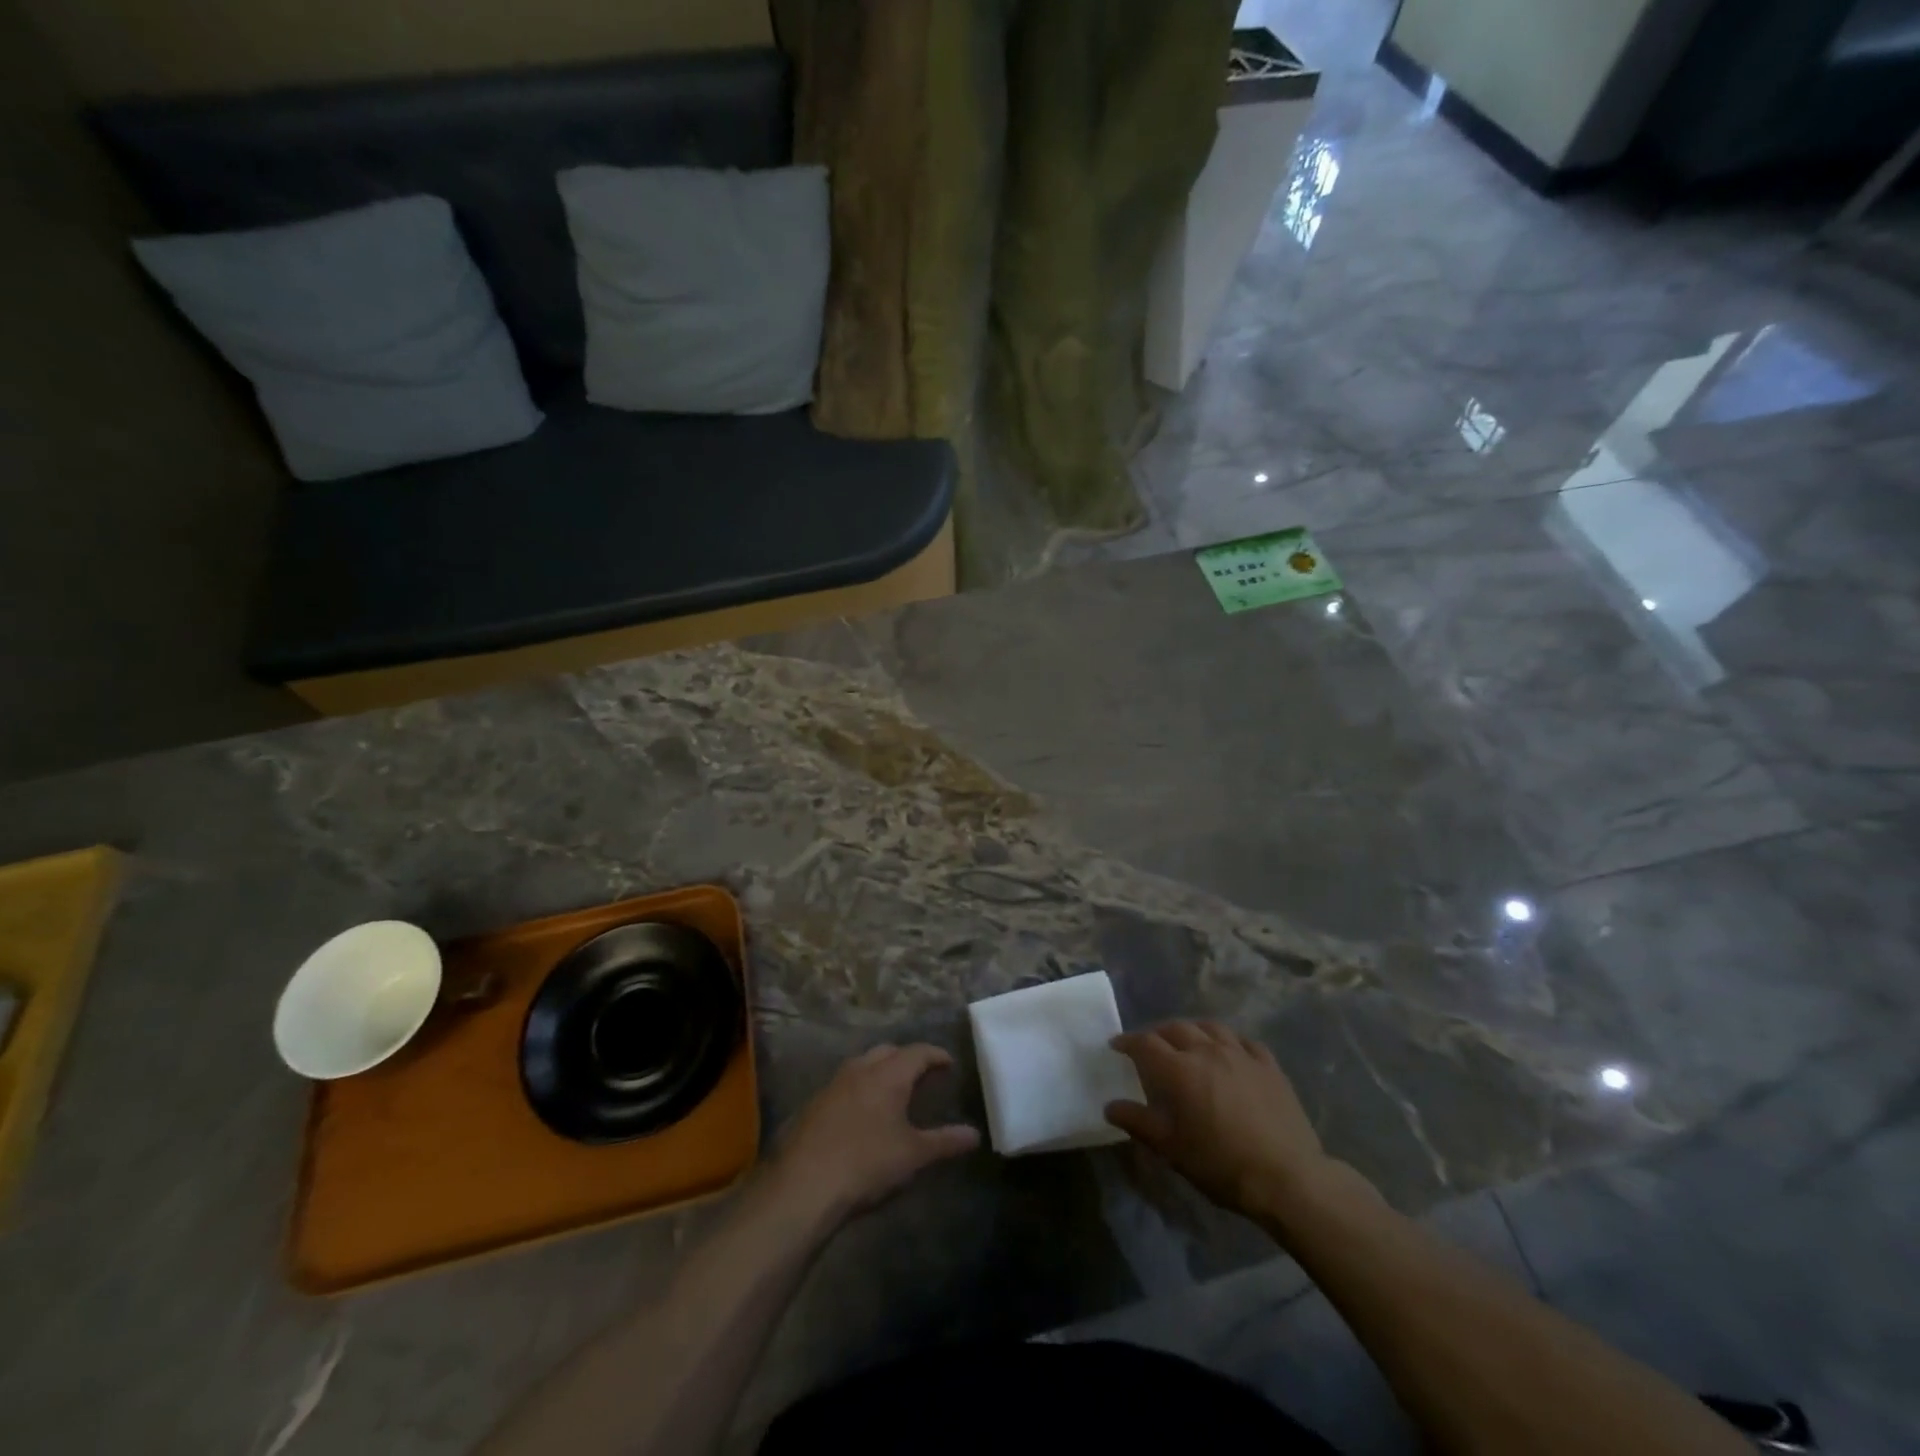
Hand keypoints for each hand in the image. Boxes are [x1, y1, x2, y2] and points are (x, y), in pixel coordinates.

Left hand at [771, 1043, 979, 1224]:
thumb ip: (945, 1142)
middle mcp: (860, 1069)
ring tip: (893, 1091)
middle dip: (907, 1058)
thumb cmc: (867, 1163)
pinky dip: (860, 1088)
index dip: (936, 1055)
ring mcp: (833, 1084)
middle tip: (922, 1076)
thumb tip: (975, 1135)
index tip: (949, 1064)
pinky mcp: (814, 1104)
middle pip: (888, 1051)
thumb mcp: (913, 1155)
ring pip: (863, 1065)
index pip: (918, 1052)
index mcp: (888, 1074)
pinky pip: (845, 1084)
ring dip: (880, 1071)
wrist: (803, 1185)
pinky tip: (862, 1113)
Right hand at [1106, 1020, 1334, 1217]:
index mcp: (1179, 1070)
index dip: (1128, 1041)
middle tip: (1150, 1046)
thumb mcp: (1171, 1149)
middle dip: (1158, 1033)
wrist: (1287, 1178)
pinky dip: (1229, 1041)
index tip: (1116, 1045)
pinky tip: (1229, 1051)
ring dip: (1192, 1030)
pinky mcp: (1269, 1065)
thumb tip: (1110, 1106)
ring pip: (1210, 1027)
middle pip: (1176, 1028)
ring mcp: (1241, 1054)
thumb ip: (1138, 1122)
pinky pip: (1244, 1041)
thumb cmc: (1221, 1164)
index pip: (1145, 1043)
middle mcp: (1207, 1051)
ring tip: (1188, 1041)